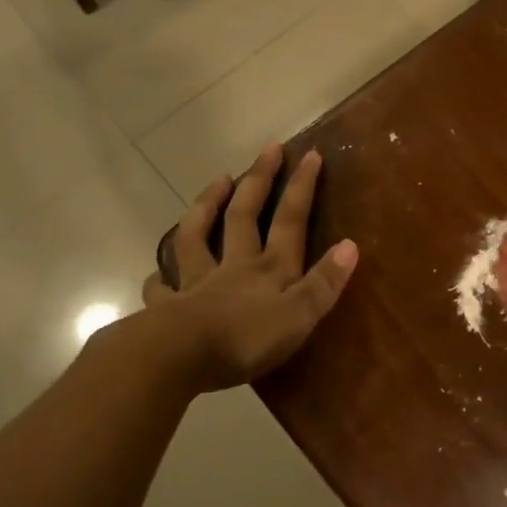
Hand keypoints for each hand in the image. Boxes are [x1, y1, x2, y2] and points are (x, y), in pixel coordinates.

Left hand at [138, 144, 358, 392]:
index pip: (290, 221)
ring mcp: (197, 284)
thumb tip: (350, 245)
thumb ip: (324, 282)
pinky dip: (160, 280)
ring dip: (207, 207)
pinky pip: (162, 289)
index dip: (301, 188)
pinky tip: (157, 276)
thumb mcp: (299, 315)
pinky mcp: (168, 309)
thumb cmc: (246, 339)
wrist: (179, 357)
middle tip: (268, 149)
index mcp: (269, 269)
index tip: (310, 155)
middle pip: (245, 216)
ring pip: (197, 237)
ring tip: (217, 181)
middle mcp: (234, 266)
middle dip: (259, 181)